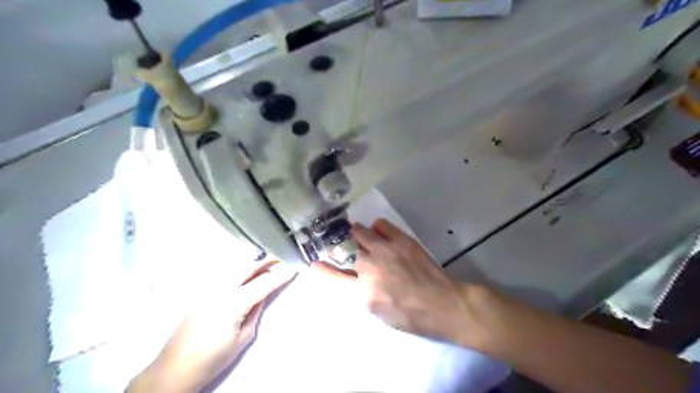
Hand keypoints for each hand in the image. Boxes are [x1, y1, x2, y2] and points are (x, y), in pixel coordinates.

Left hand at [128, 260, 294, 392]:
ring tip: (267, 264)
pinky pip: (224, 276)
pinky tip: (246, 274)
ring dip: (253, 265)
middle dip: (265, 261)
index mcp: (232, 303)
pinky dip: (239, 271)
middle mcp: (219, 290)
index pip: (262, 284)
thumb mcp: (243, 337)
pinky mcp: (200, 294)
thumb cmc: (212, 359)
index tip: (294, 268)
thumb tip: (263, 295)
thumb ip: (255, 311)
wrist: (174, 370)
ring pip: (234, 269)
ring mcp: (207, 290)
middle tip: (280, 257)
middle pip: (247, 268)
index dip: (280, 276)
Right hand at [314, 219, 485, 347]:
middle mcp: (371, 268)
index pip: (333, 277)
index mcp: (364, 293)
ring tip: (359, 237)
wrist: (444, 305)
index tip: (314, 263)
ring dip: (355, 234)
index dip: (321, 269)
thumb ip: (359, 294)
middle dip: (337, 246)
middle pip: (343, 248)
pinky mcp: (402, 241)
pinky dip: (376, 227)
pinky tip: (379, 233)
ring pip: (359, 231)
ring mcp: (387, 251)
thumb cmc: (410, 316)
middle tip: (340, 246)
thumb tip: (347, 276)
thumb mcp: (378, 313)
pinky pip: (381, 224)